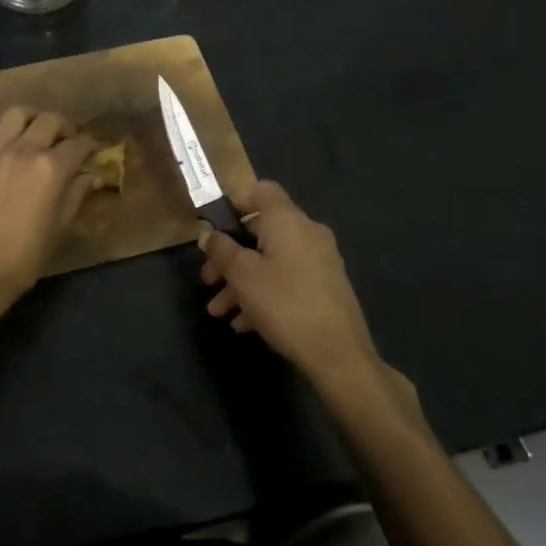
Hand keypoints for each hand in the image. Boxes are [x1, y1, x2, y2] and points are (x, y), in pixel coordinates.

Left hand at [0, 107, 96, 308]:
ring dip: (30, 118)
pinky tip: (0, 140)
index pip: (78, 144)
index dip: (90, 145)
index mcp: (51, 169)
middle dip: (64, 127)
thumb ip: (75, 195)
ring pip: (15, 114)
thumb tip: (88, 177)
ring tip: (34, 132)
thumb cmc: (25, 256)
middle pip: (49, 120)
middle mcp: (24, 152)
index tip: (94, 150)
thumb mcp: (60, 227)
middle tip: (67, 141)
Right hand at [198, 180, 405, 398]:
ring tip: (219, 311)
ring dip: (242, 281)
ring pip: (272, 260)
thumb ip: (221, 249)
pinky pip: (287, 280)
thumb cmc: (284, 303)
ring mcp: (320, 262)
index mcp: (288, 221)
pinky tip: (245, 324)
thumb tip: (208, 233)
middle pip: (262, 231)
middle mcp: (307, 233)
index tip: (216, 227)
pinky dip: (264, 293)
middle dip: (230, 254)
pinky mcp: (326, 288)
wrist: (338, 353)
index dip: (237, 202)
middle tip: (207, 279)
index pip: (263, 191)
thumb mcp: (242, 275)